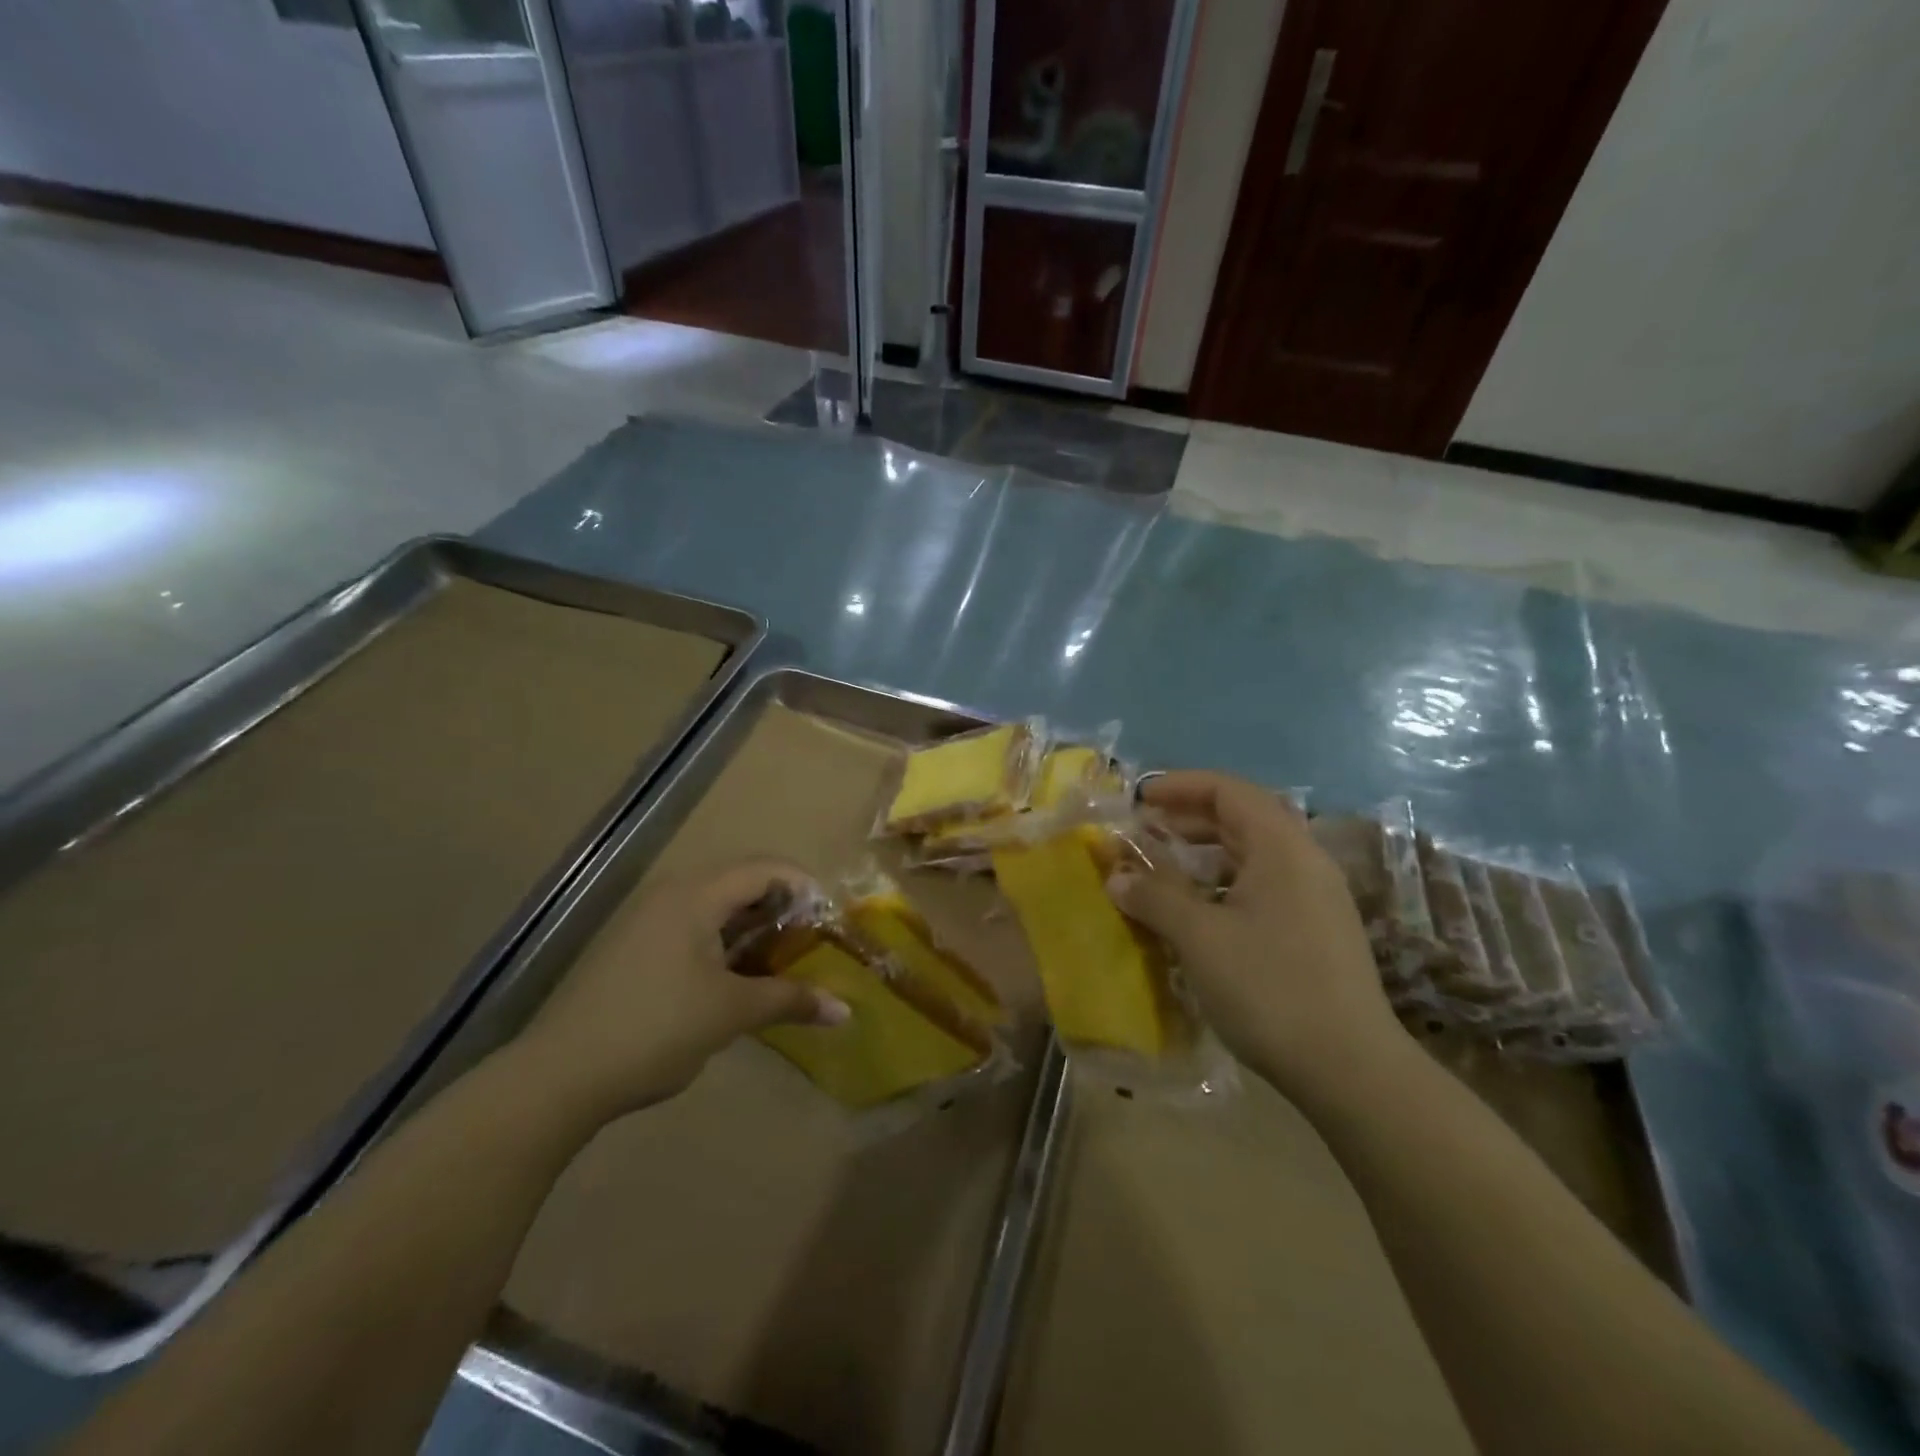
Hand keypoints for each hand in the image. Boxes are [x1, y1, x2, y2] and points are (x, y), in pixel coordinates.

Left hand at [515, 860, 848, 1124]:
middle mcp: (671, 893)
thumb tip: (846, 1011)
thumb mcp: (731, 1013)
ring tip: (781, 959)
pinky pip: (692, 925)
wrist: (557, 1076)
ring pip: (716, 905)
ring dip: (753, 926)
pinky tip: (736, 976)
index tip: (833, 919)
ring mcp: (647, 919)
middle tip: (812, 941)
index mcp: (695, 894)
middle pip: (742, 881)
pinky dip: (724, 940)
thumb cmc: (655, 1029)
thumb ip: (791, 1000)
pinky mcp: (633, 946)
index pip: (766, 868)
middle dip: (783, 907)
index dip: (806, 886)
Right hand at [1107, 772, 1407, 1100]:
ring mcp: (1316, 898)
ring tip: (1164, 867)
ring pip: (1254, 854)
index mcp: (1282, 848)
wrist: (1350, 1069)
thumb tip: (1117, 877)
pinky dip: (1224, 883)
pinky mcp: (1317, 931)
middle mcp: (1305, 862)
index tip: (1140, 798)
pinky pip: (1264, 886)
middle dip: (1189, 818)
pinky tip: (1199, 911)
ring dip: (1206, 852)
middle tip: (1145, 831)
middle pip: (1243, 817)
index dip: (1180, 786)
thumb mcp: (1199, 937)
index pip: (1229, 791)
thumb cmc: (1269, 988)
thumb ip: (1154, 897)